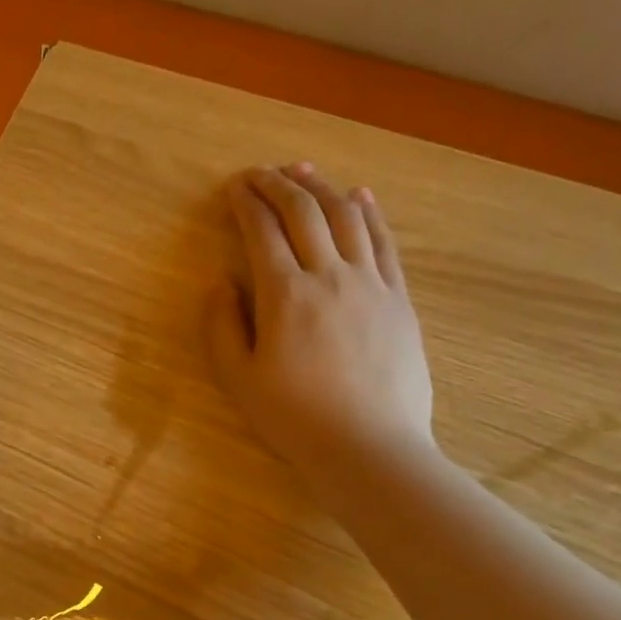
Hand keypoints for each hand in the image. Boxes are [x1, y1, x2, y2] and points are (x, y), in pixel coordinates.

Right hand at [205, 165, 435, 511]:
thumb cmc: (293, 417)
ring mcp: (371, 284)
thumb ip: (221, 325)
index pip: (263, 231)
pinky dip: (370, 213)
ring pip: (348, 217)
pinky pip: (384, 243)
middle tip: (262, 172)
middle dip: (280, 184)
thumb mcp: (237, 378)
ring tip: (304, 171)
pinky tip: (360, 196)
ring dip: (323, 188)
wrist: (368, 448)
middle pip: (305, 212)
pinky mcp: (399, 299)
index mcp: (285, 294)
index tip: (235, 188)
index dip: (246, 202)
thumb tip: (221, 282)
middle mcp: (329, 276)